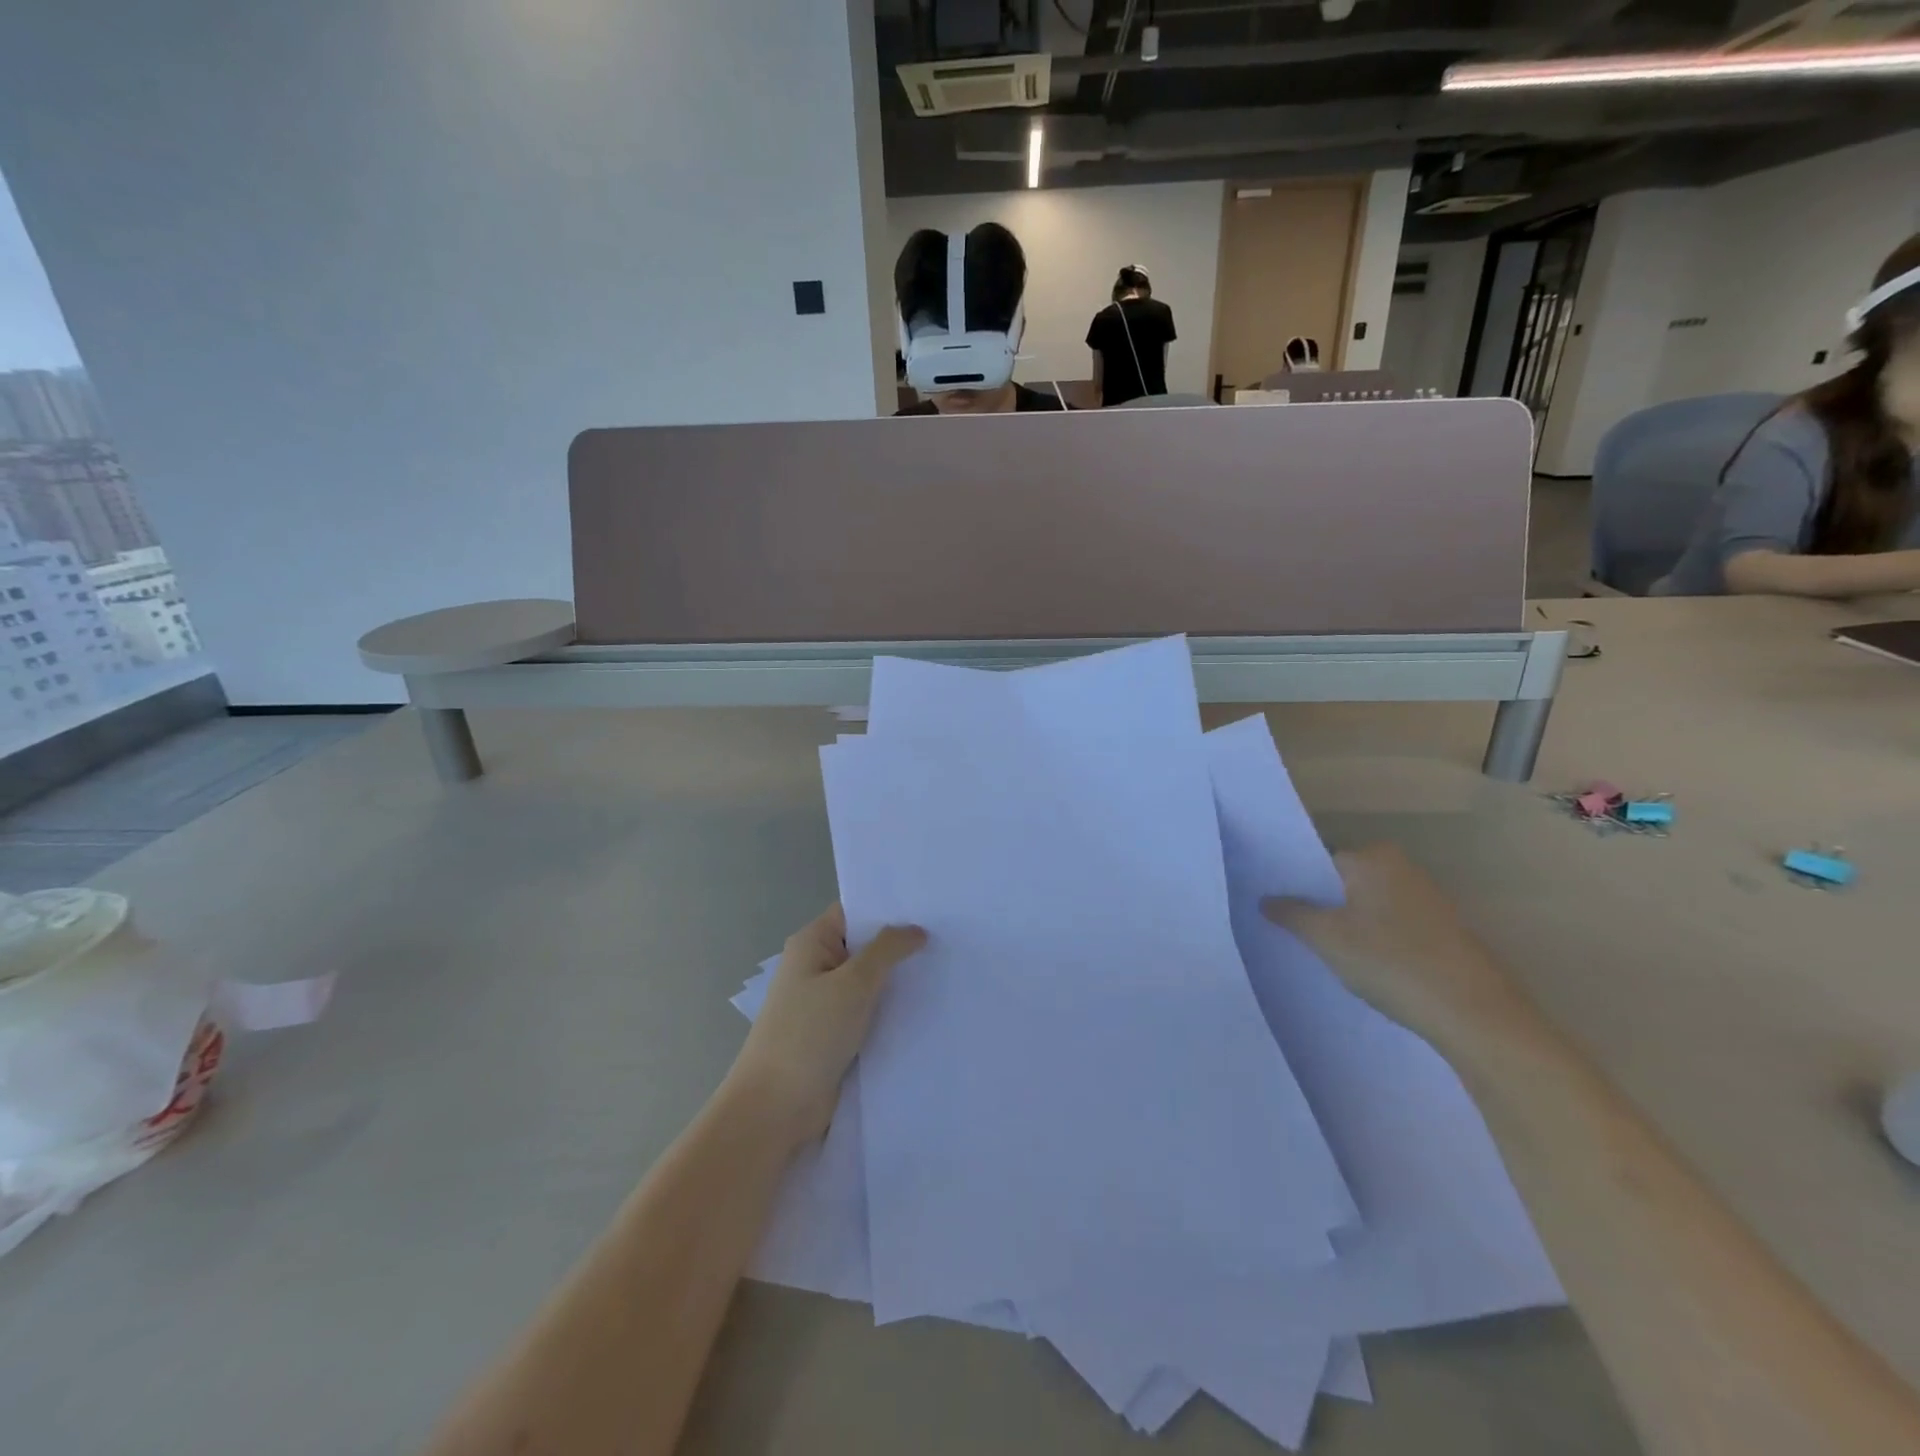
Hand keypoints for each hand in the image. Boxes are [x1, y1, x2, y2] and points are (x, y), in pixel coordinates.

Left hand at [728, 905, 925, 1147]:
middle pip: (865, 945)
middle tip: (951, 935)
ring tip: (949, 967)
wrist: (776, 1108)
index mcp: (812, 943)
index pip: (855, 912)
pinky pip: (870, 1011)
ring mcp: (826, 1002)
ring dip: (900, 980)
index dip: (889, 907)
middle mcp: (817, 966)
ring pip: (871, 981)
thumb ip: (887, 950)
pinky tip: (928, 1006)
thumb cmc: (809, 1034)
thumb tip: (916, 929)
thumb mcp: (853, 983)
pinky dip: (893, 1009)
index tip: (931, 905)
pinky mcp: (836, 1034)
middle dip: (902, 943)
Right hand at [1262, 844, 1523, 1051]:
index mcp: (1372, 857)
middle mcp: (1401, 866)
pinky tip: (1364, 963)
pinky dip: (1375, 936)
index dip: (1294, 883)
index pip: (1319, 860)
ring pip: (1369, 903)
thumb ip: (1292, 914)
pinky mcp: (1443, 928)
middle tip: (1293, 930)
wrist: (1473, 1013)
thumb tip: (1266, 899)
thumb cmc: (1390, 962)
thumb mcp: (1327, 939)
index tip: (1275, 906)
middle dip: (1320, 902)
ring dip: (1348, 922)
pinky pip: (1393, 922)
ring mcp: (1427, 897)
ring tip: (1324, 950)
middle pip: (1344, 881)